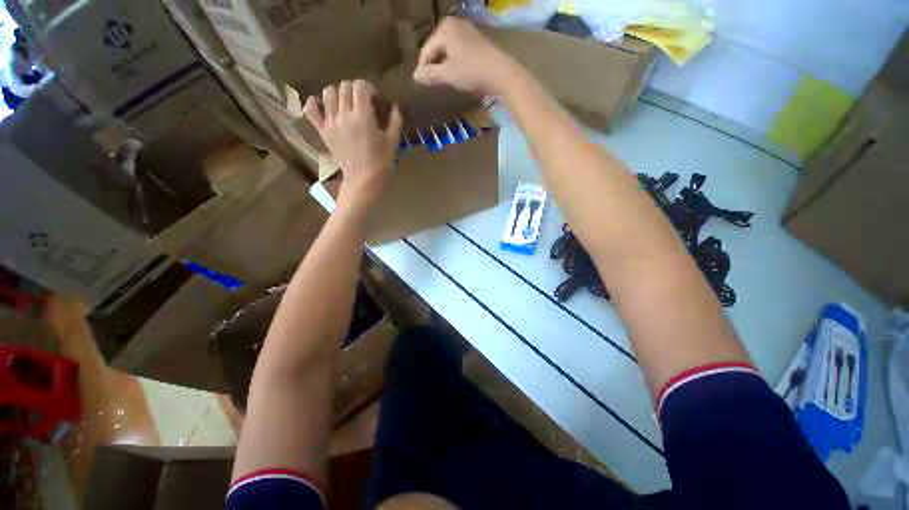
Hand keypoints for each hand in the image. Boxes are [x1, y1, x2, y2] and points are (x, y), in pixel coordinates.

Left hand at [303, 79, 402, 206]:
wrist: (364, 179)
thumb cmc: (381, 161)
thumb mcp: (393, 141)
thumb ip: (395, 121)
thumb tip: (395, 107)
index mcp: (363, 115)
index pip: (360, 86)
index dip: (368, 88)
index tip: (374, 98)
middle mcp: (344, 114)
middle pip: (344, 87)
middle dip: (354, 90)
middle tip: (362, 102)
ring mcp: (331, 122)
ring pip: (328, 93)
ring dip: (337, 94)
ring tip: (345, 104)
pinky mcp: (323, 131)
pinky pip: (311, 110)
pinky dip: (314, 104)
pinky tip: (322, 106)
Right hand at [413, 17, 524, 95]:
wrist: (501, 73)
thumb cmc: (472, 72)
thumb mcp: (448, 75)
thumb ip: (430, 74)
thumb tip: (416, 77)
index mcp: (444, 29)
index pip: (426, 51)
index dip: (422, 70)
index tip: (420, 85)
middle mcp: (453, 24)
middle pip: (436, 48)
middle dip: (433, 66)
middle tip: (432, 83)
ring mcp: (466, 29)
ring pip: (446, 49)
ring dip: (443, 65)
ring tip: (443, 80)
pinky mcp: (475, 38)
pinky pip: (457, 49)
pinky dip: (453, 61)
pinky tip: (456, 73)